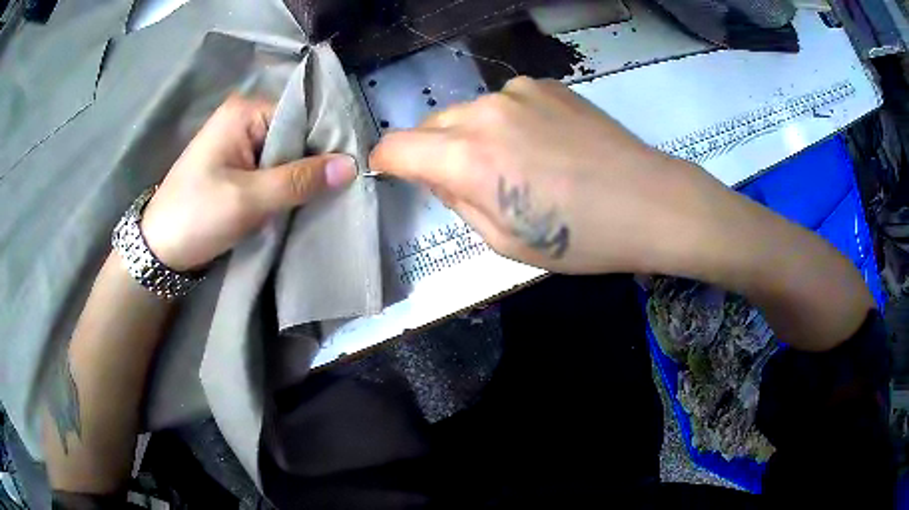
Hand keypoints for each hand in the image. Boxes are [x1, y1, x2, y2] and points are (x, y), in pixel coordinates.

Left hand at [141, 95, 356, 270]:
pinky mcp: (237, 166)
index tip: (350, 171)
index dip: (326, 143)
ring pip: (285, 155)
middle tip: (339, 190)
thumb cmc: (196, 216)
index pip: (301, 117)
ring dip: (300, 178)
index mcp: (244, 112)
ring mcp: (239, 143)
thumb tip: (351, 165)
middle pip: (294, 135)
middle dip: (313, 163)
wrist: (159, 250)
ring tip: (323, 198)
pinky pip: (272, 169)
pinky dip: (285, 186)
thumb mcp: (248, 199)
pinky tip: (300, 201)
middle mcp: (244, 119)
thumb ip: (298, 181)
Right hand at [370, 77, 716, 273]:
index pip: (396, 146)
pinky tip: (542, 144)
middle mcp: (484, 112)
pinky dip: (506, 123)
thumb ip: (457, 201)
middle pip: (430, 125)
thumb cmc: (582, 238)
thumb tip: (435, 174)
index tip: (390, 173)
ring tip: (514, 165)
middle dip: (432, 152)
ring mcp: (517, 91)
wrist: (651, 201)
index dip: (385, 161)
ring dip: (471, 137)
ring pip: (468, 113)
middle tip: (464, 182)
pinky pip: (504, 103)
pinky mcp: (546, 84)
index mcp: (468, 157)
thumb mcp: (506, 241)